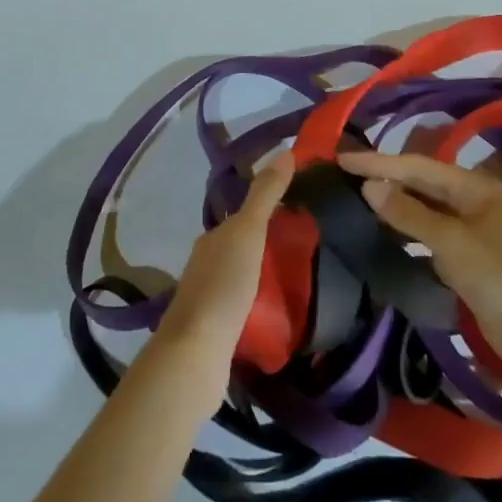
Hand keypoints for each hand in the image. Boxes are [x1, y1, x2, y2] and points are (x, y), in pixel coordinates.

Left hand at [155, 152, 292, 355]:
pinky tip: (276, 311)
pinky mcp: (214, 328)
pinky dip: (258, 302)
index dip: (268, 211)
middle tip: (305, 248)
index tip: (298, 212)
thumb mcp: (249, 232)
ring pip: (240, 276)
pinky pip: (241, 305)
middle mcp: (205, 262)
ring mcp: (207, 297)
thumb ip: (265, 195)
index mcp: (212, 238)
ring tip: (296, 280)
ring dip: (263, 275)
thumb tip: (285, 151)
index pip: (243, 216)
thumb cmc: (224, 285)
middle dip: (267, 244)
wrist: (196, 350)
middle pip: (240, 246)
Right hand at [338, 150, 501, 380]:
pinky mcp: (467, 256)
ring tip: (356, 200)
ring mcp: (472, 229)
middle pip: (421, 183)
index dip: (378, 162)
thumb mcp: (450, 242)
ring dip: (393, 204)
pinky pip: (428, 234)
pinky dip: (406, 231)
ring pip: (423, 208)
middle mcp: (473, 200)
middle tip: (344, 176)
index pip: (417, 166)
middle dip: (384, 178)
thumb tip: (369, 185)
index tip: (341, 159)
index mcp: (474, 186)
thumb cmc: (499, 279)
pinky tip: (383, 233)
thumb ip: (408, 213)